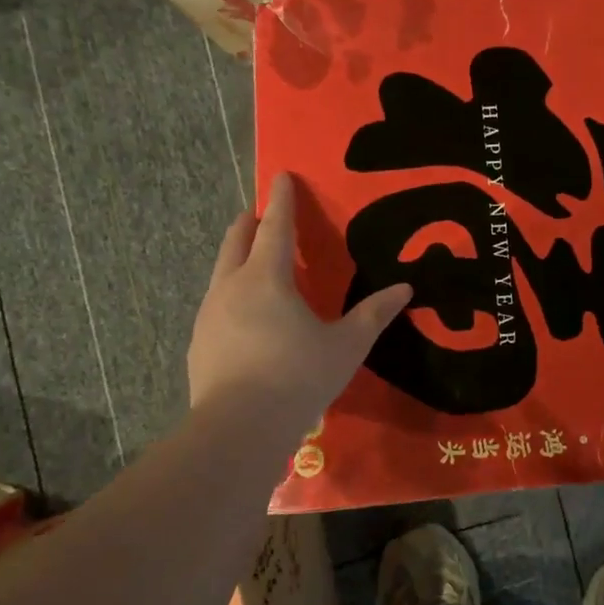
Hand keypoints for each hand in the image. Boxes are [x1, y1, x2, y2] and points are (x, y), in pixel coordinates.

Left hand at [186, 173, 409, 437]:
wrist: (238, 429)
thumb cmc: (298, 376)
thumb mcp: (347, 345)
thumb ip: (374, 313)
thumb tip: (405, 289)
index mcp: (267, 278)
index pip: (275, 226)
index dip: (282, 199)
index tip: (281, 175)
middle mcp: (231, 287)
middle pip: (236, 240)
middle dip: (250, 222)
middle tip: (262, 213)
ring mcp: (208, 315)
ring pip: (221, 272)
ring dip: (238, 258)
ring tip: (255, 264)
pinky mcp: (198, 343)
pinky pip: (216, 304)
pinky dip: (231, 294)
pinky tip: (245, 317)